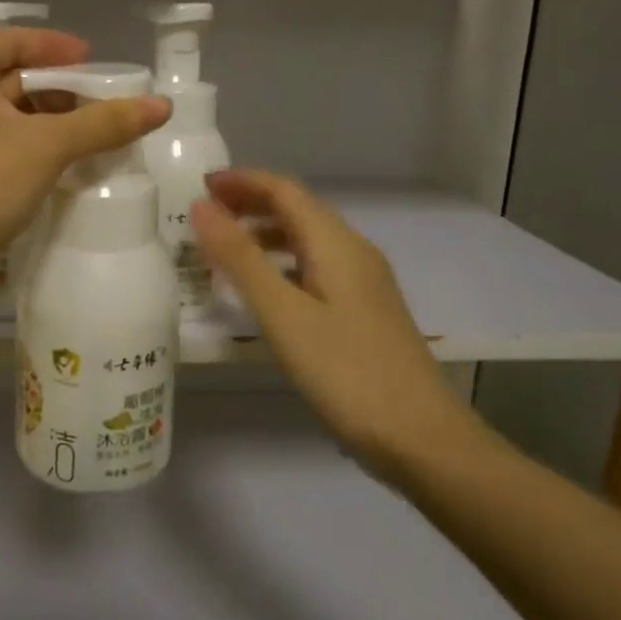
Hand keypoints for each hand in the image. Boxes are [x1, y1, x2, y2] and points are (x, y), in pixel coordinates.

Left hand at [0, 28, 168, 267]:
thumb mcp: (47, 144)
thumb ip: (104, 123)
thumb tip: (164, 106)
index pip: (14, 41)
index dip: (57, 48)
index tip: (97, 62)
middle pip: (13, 79)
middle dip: (62, 91)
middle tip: (109, 105)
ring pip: (10, 119)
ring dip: (53, 125)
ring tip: (99, 137)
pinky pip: (4, 150)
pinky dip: (36, 152)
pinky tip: (70, 167)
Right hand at [191, 169, 481, 479]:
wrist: (421, 438)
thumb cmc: (346, 371)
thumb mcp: (283, 313)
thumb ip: (240, 258)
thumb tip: (201, 206)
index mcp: (337, 244)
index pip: (285, 191)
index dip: (242, 181)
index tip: (199, 186)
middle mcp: (354, 253)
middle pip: (298, 211)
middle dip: (250, 204)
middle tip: (204, 217)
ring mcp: (364, 284)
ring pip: (307, 241)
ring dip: (264, 235)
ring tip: (224, 251)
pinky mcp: (364, 313)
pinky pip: (315, 269)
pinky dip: (281, 265)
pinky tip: (264, 293)